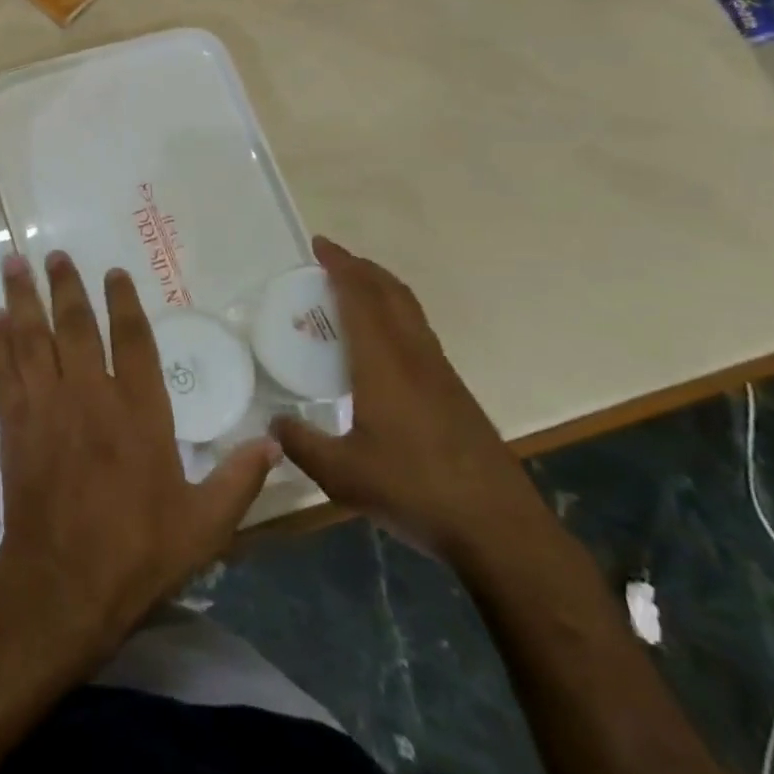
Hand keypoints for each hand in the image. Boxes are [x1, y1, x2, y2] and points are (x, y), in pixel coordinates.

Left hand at [0, 251, 276, 662]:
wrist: (63, 585)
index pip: (133, 340)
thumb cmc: (137, 552)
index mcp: (139, 412)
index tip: (114, 273)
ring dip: (24, 298)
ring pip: (33, 338)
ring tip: (13, 263)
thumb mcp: (205, 525)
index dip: (124, 302)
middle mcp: (90, 395)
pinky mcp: (14, 425)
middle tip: (54, 255)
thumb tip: (275, 442)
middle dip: (66, 287)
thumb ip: (239, 479)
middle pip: (76, 326)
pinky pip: (4, 371)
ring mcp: (47, 407)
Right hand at [271, 238, 544, 562]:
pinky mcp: (454, 393)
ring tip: (352, 291)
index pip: (361, 298)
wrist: (499, 528)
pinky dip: (394, 315)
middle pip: (391, 293)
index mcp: (384, 364)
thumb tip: (273, 422)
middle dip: (362, 268)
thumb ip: (301, 444)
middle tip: (332, 260)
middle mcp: (415, 356)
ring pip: (410, 311)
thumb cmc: (415, 492)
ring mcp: (441, 373)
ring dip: (381, 289)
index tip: (320, 245)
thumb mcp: (341, 475)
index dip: (341, 266)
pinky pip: (418, 332)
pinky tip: (380, 344)